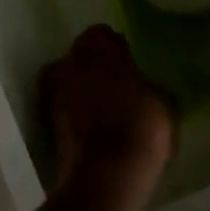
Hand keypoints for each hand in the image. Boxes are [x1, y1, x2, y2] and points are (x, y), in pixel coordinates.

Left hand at [38, 25, 174, 189]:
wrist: (108, 174)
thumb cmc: (142, 124)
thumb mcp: (163, 99)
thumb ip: (148, 83)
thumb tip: (147, 86)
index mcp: (96, 45)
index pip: (103, 35)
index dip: (117, 49)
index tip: (131, 64)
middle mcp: (67, 61)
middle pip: (81, 58)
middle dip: (96, 70)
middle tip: (119, 86)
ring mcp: (52, 93)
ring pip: (70, 85)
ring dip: (84, 93)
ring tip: (107, 111)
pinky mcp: (46, 125)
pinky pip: (66, 111)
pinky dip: (77, 117)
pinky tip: (97, 130)